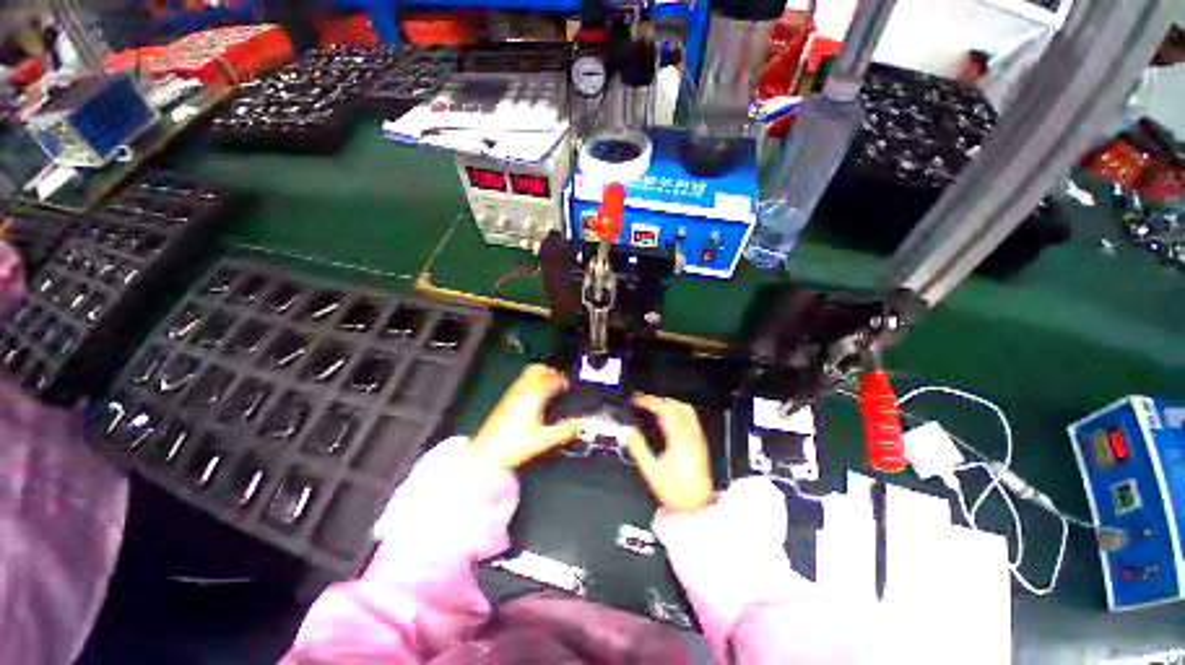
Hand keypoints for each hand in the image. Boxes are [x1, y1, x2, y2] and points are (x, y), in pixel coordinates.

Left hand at [470, 365, 580, 469]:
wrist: (487, 454)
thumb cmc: (516, 445)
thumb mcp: (545, 440)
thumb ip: (565, 430)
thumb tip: (580, 423)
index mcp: (534, 396)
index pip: (550, 379)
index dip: (561, 380)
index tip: (568, 385)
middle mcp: (522, 390)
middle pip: (537, 370)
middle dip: (550, 371)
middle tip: (558, 380)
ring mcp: (512, 394)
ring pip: (527, 374)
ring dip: (540, 376)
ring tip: (548, 386)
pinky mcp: (505, 400)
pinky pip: (521, 382)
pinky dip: (531, 383)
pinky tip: (534, 397)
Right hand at [626, 395, 713, 512]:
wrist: (696, 505)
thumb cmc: (674, 490)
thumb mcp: (651, 471)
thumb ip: (638, 448)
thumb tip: (629, 431)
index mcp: (679, 441)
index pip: (665, 410)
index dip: (650, 401)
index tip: (637, 400)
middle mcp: (691, 435)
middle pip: (676, 406)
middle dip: (658, 400)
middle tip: (643, 401)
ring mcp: (698, 438)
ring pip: (686, 410)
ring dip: (669, 403)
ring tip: (654, 406)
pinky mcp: (700, 442)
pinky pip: (690, 418)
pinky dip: (677, 411)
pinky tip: (667, 418)